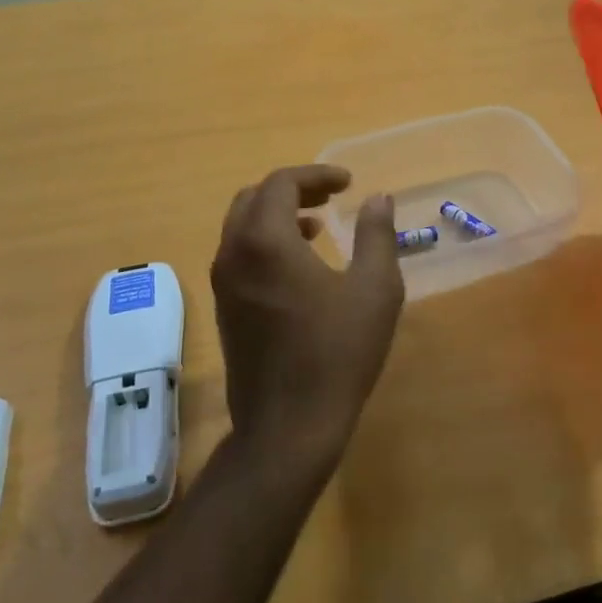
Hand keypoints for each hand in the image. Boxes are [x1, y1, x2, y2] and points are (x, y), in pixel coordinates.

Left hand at [210, 165, 404, 474]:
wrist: (288, 427)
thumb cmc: (336, 353)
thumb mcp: (374, 289)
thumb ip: (376, 235)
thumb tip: (378, 198)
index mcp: (265, 240)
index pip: (282, 183)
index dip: (317, 175)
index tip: (348, 183)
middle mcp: (233, 253)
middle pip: (255, 198)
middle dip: (293, 189)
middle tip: (330, 198)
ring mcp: (223, 283)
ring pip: (242, 226)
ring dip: (278, 215)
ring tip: (318, 225)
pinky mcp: (224, 308)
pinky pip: (239, 254)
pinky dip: (266, 242)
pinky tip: (300, 265)